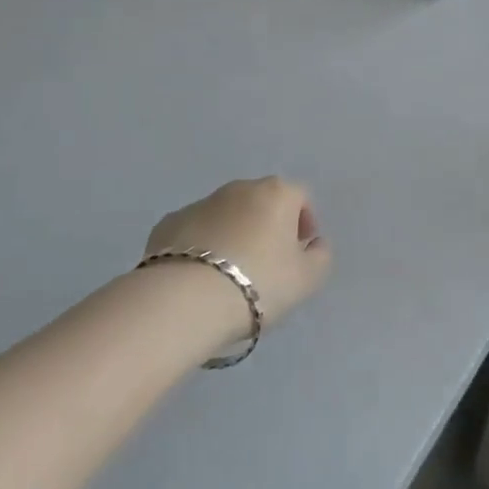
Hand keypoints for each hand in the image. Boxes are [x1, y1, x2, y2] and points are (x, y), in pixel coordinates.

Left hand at [144, 177, 332, 331]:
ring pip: (226, 215)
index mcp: (277, 193)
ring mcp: (200, 203)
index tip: (299, 253)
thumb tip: (314, 244)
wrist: (185, 300)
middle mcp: (239, 188)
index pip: (300, 197)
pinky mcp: (168, 224)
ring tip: (228, 275)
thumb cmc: (259, 283)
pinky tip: (197, 277)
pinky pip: (194, 231)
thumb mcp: (308, 279)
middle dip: (267, 226)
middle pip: (262, 202)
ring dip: (233, 234)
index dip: (304, 223)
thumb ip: (320, 256)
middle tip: (266, 265)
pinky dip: (200, 246)